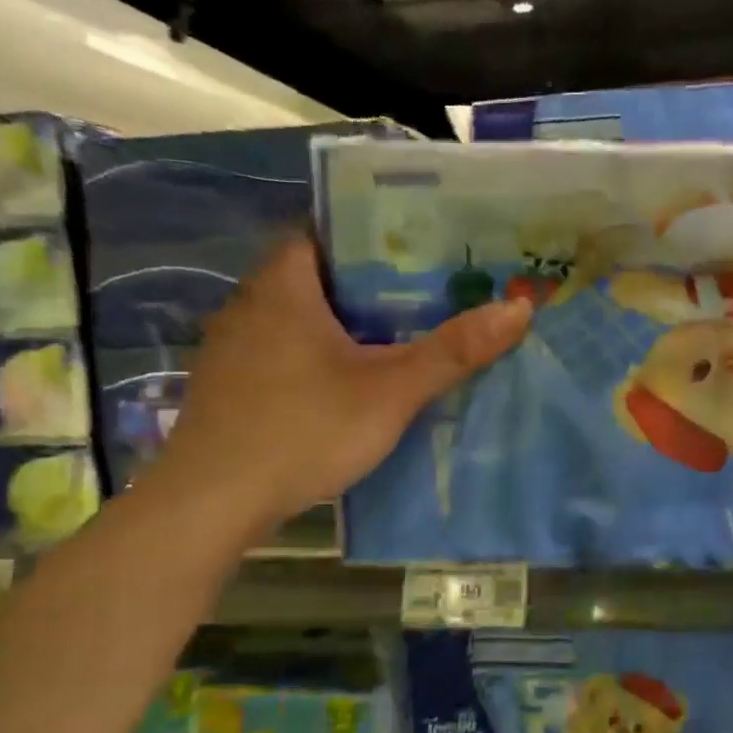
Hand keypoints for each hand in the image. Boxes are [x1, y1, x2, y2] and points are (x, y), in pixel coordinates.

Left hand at [146, 237, 529, 536]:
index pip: (326, 229)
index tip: (422, 244)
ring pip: (300, 315)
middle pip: (318, 273)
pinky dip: (319, 352)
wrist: (212, 503)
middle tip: (429, 289)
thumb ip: (454, 350)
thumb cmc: (303, 430)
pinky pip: (285, 348)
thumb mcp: (391, 391)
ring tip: (401, 331)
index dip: (373, 231)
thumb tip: (520, 307)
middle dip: (370, 280)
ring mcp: (235, 345)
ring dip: (344, 320)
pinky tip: (350, 379)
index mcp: (284, 285)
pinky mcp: (231, 384)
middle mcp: (251, 303)